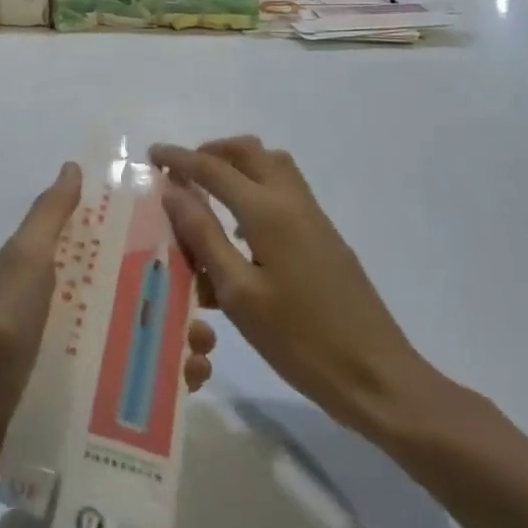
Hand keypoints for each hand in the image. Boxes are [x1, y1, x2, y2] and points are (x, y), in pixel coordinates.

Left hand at [0, 162, 218, 486]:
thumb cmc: (2, 322)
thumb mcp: (26, 258)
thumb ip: (50, 214)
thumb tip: (74, 166)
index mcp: (62, 269)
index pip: (117, 245)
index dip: (155, 241)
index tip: (196, 243)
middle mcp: (76, 306)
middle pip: (139, 294)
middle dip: (178, 298)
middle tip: (207, 311)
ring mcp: (83, 354)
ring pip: (145, 340)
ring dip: (180, 341)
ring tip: (202, 353)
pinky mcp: (89, 398)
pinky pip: (137, 386)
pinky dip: (167, 384)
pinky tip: (191, 385)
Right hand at [151, 137, 439, 440]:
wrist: (375, 376)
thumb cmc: (299, 340)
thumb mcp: (239, 293)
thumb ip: (204, 236)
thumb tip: (173, 191)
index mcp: (268, 212)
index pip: (214, 168)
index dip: (179, 159)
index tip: (152, 154)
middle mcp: (293, 202)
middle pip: (250, 152)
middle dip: (212, 152)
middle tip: (182, 172)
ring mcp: (315, 219)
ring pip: (273, 166)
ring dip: (237, 166)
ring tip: (208, 195)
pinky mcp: (325, 238)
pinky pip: (285, 191)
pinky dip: (257, 188)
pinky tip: (241, 231)